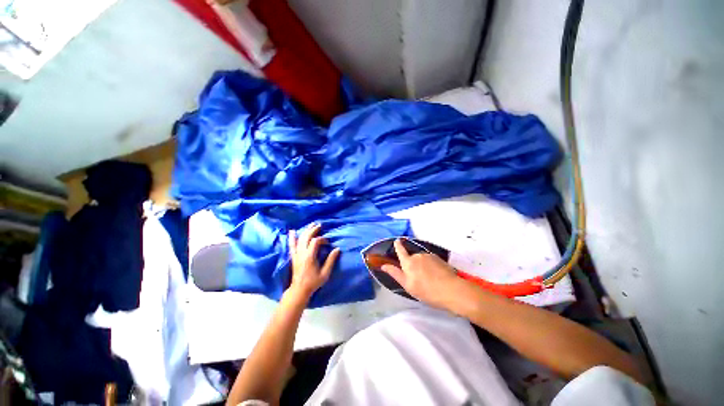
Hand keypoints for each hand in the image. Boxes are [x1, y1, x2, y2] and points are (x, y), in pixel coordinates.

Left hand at [288, 224, 339, 299]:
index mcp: (310, 257)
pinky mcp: (293, 256)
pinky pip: (291, 245)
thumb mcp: (325, 273)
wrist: (299, 290)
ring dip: (306, 230)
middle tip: (319, 225)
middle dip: (313, 230)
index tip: (327, 242)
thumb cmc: (313, 282)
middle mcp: (302, 253)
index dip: (322, 239)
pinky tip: (292, 231)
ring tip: (311, 224)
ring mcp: (296, 254)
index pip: (315, 242)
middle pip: (306, 237)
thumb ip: (331, 260)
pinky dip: (292, 238)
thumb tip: (337, 249)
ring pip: (300, 239)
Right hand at [380, 239, 461, 310]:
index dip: (398, 246)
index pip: (401, 251)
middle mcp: (418, 256)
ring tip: (428, 279)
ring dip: (423, 266)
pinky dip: (431, 266)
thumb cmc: (426, 291)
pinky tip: (436, 276)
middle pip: (412, 257)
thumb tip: (383, 265)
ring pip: (422, 259)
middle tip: (418, 278)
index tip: (396, 241)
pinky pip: (431, 261)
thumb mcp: (408, 285)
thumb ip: (395, 274)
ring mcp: (429, 256)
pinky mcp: (439, 258)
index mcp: (408, 262)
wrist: (451, 290)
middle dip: (413, 264)